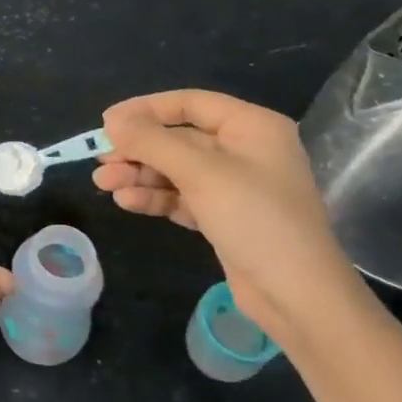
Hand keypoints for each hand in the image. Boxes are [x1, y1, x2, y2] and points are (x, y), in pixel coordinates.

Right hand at [95, 89, 368, 348]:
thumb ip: (153, 142)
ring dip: (140, 174)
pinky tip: (126, 202)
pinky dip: (155, 197)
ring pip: (176, 169)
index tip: (106, 123)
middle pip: (178, 138)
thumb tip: (112, 120)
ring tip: (104, 184)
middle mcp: (244, 150)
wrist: (299, 297)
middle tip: (101, 161)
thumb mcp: (201, 173)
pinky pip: (182, 196)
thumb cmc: (256, 220)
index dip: (145, 110)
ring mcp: (234, 186)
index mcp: (251, 127)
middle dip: (138, 149)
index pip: (190, 104)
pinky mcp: (224, 217)